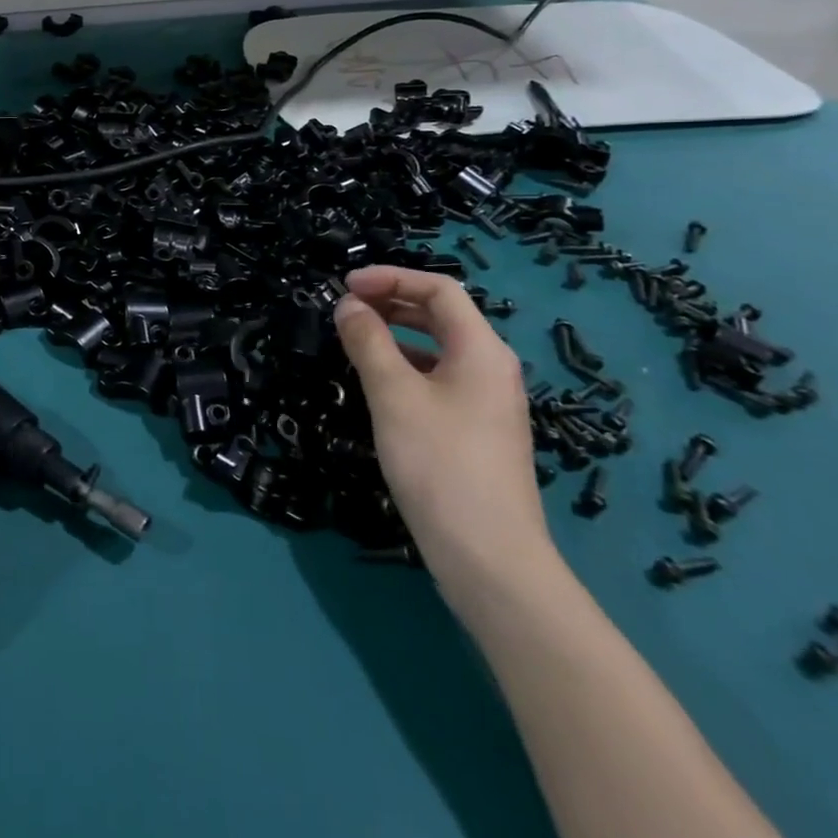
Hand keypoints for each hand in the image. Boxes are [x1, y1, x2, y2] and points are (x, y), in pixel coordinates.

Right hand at [332, 267, 551, 589]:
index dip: (391, 278)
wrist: (489, 559)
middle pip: (442, 316)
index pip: (439, 290)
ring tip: (354, 340)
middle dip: (392, 302)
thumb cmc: (439, 464)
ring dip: (397, 334)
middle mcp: (492, 368)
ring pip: (439, 349)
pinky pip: (439, 379)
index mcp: (481, 350)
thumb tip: (348, 305)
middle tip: (346, 308)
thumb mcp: (394, 395)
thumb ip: (368, 342)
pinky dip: (407, 367)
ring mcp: (488, 402)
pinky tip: (378, 384)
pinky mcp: (477, 432)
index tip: (345, 286)